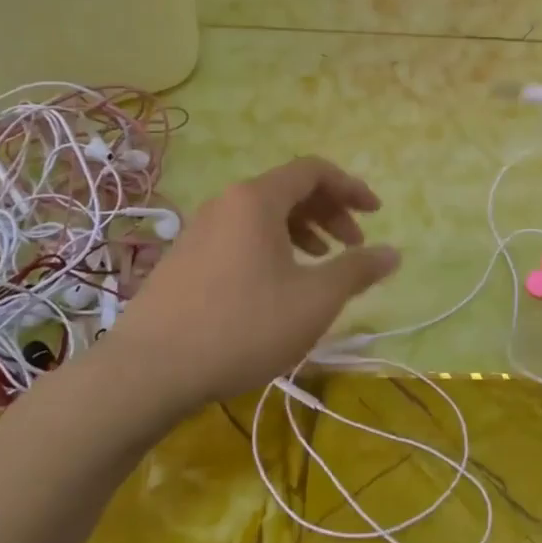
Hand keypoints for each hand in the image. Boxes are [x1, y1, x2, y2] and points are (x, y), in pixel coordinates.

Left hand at [101, 157, 399, 421]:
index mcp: (257, 200)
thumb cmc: (242, 326)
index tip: (376, 214)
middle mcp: (226, 203)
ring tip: (322, 263)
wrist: (148, 371)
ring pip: (263, 215)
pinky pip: (240, 236)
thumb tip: (393, 253)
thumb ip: (357, 270)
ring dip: (302, 231)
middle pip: (289, 190)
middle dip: (330, 212)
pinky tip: (279, 285)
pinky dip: (272, 247)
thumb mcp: (314, 300)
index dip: (351, 188)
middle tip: (354, 244)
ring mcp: (199, 230)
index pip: (314, 171)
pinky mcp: (184, 259)